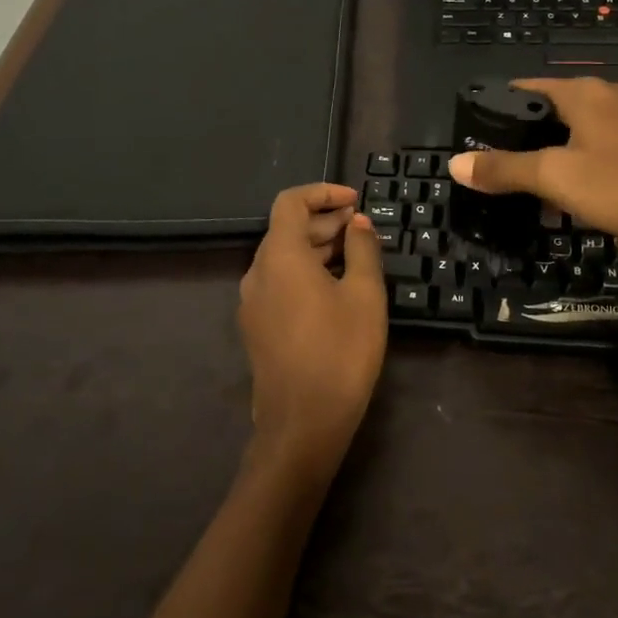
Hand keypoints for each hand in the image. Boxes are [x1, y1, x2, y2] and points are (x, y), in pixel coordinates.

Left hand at [237, 183, 386, 479]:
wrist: (303, 424)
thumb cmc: (340, 351)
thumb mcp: (364, 294)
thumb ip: (362, 249)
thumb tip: (356, 222)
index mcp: (280, 256)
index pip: (291, 202)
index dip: (323, 193)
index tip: (355, 200)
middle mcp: (257, 272)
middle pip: (286, 229)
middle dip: (325, 220)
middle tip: (363, 227)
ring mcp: (253, 302)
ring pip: (283, 257)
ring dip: (317, 246)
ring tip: (356, 254)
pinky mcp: (257, 326)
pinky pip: (280, 282)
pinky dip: (306, 270)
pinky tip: (337, 286)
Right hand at [447, 78, 617, 256]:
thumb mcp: (557, 179)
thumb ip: (505, 170)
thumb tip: (454, 164)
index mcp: (584, 92)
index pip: (528, 87)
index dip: (501, 106)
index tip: (480, 129)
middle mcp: (613, 92)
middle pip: (559, 107)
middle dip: (534, 133)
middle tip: (511, 165)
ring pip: (588, 125)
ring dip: (565, 148)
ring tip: (546, 181)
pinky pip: (615, 140)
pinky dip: (594, 157)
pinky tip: (593, 185)